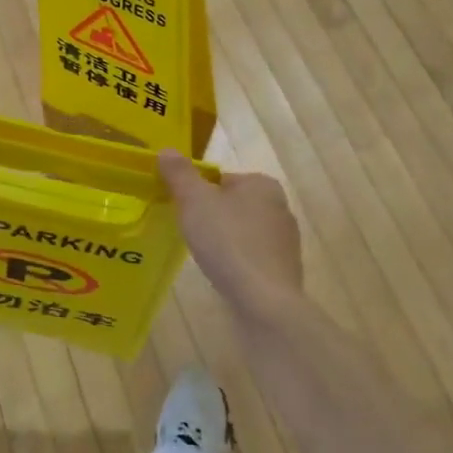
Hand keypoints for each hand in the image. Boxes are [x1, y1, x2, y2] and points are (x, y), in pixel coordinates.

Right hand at [158, 151, 304, 319]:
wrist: (264, 301)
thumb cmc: (228, 242)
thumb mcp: (194, 201)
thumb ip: (179, 174)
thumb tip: (166, 151)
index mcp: (262, 184)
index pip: (221, 179)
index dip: (198, 193)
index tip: (183, 211)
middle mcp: (280, 206)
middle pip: (232, 205)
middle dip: (211, 217)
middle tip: (190, 233)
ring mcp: (285, 241)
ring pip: (242, 232)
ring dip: (224, 241)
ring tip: (205, 256)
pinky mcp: (284, 270)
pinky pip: (251, 258)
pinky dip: (236, 262)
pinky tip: (223, 275)